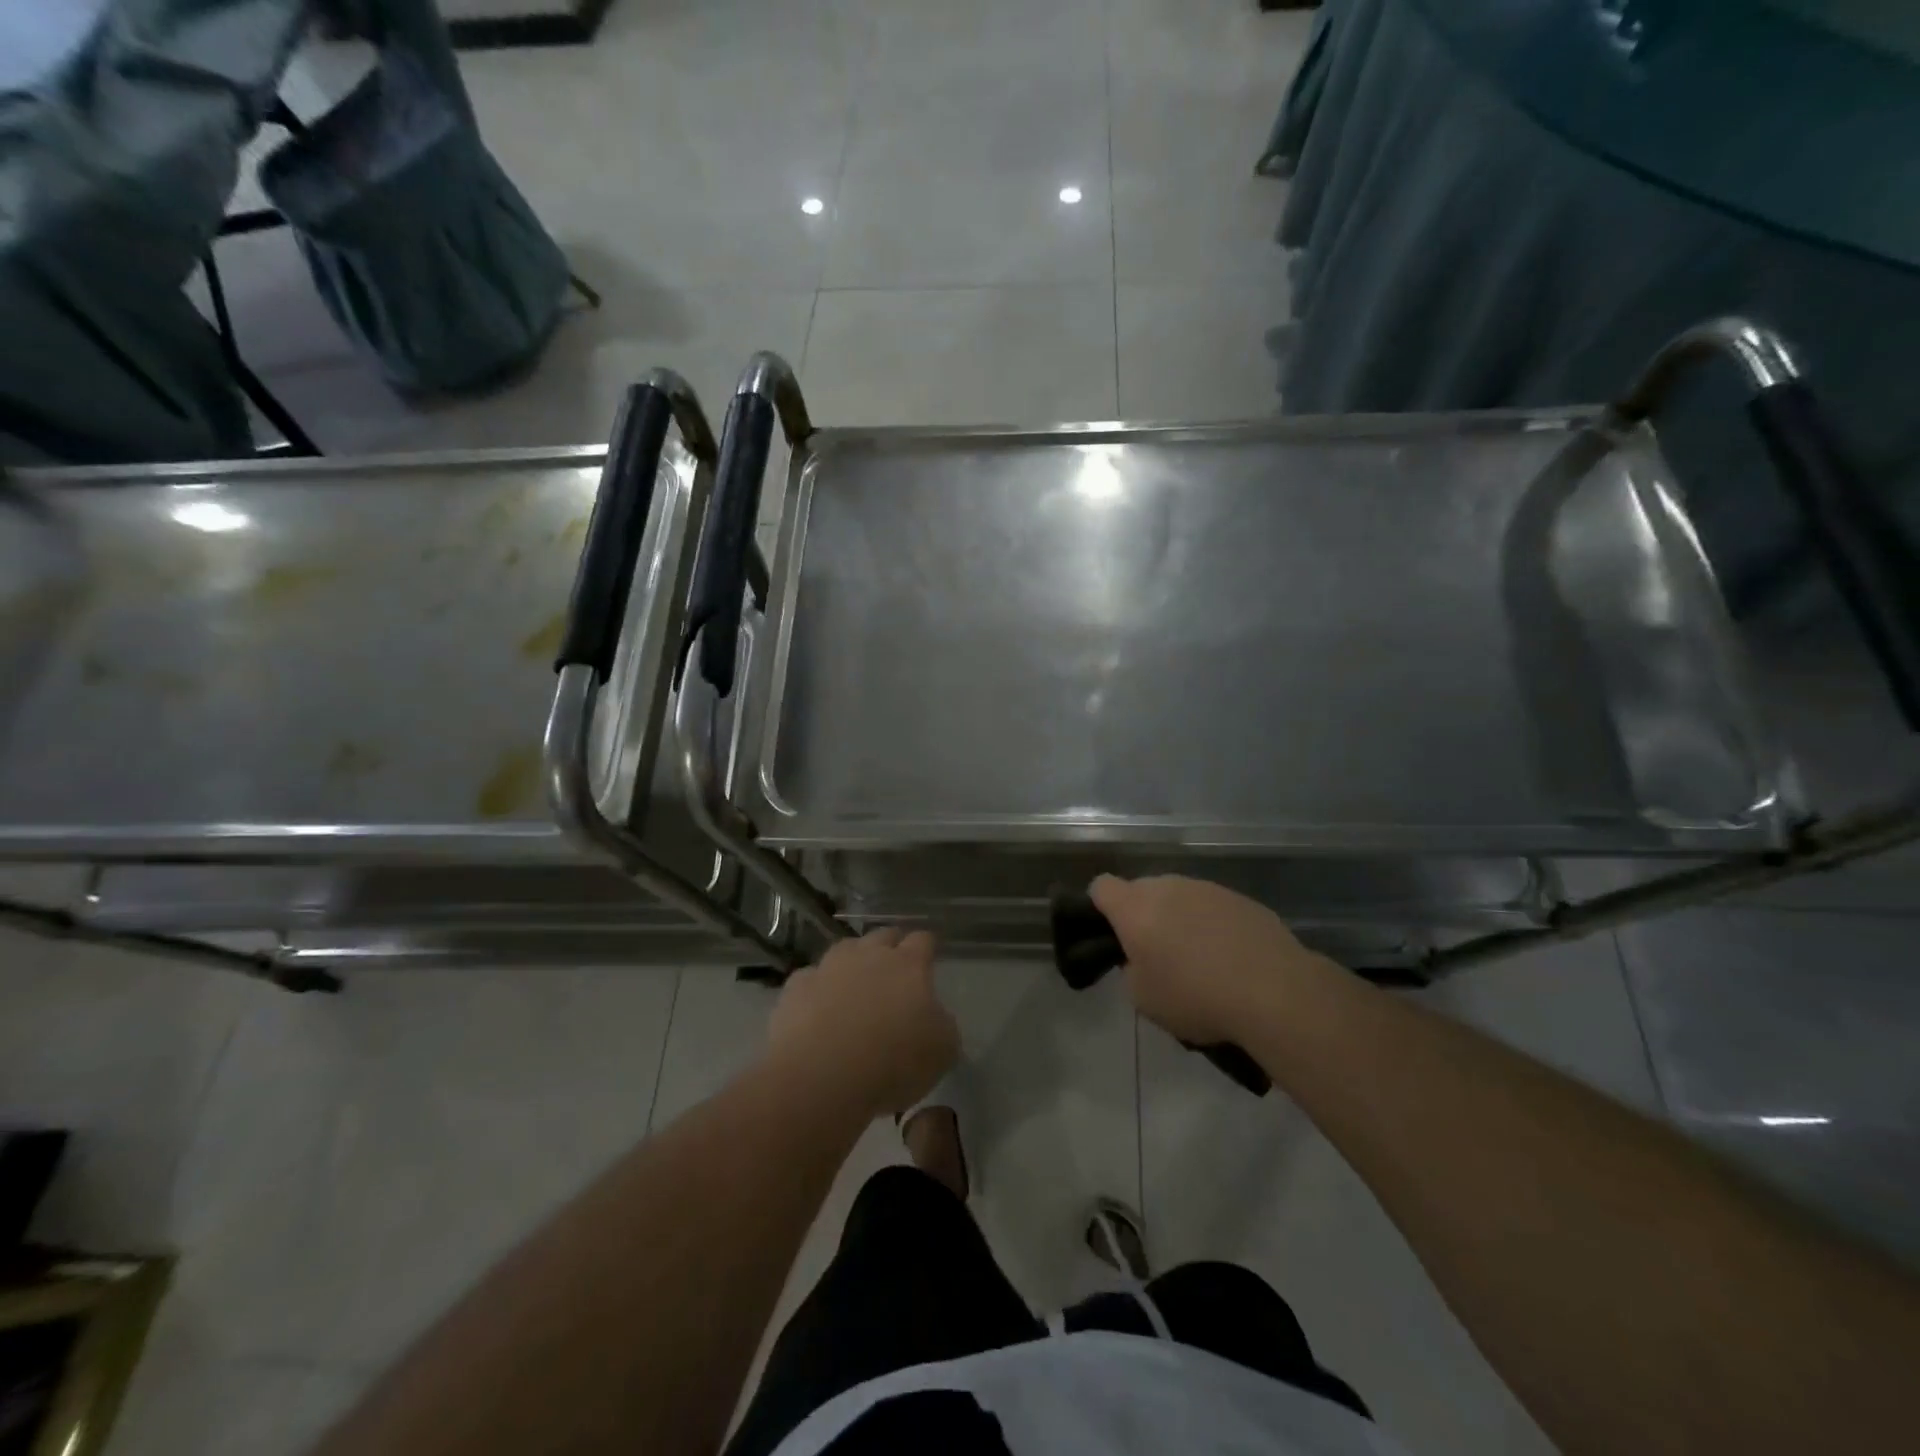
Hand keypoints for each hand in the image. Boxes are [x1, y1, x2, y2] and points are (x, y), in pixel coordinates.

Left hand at [765, 928, 958, 1119]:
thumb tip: (934, 1017)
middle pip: (883, 935)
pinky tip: (818, 1008)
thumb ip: (942, 1025)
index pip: (923, 940)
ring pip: (845, 950)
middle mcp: (869, 955)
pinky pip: (811, 978)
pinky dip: (818, 988)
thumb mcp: (942, 1051)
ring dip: (854, 962)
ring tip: (855, 985)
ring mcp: (829, 967)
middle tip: (895, 971)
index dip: (927, 948)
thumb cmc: (892, 1063)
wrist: (820, 1076)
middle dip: (891, 947)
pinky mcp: (796, 987)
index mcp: (909, 965)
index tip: (929, 958)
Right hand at [1089, 874, 1336, 1047]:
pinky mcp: (1242, 899)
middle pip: (1142, 890)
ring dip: (1179, 919)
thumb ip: (1131, 970)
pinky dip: (1213, 926)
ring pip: (1180, 897)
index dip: (1099, 907)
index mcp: (1135, 907)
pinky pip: (1213, 907)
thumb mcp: (1143, 998)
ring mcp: (1208, 889)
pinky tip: (1230, 959)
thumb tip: (1142, 958)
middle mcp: (1168, 887)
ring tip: (1198, 959)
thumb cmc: (1195, 997)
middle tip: (1154, 953)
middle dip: (1142, 915)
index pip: (1101, 887)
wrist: (1274, 992)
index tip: (1110, 934)